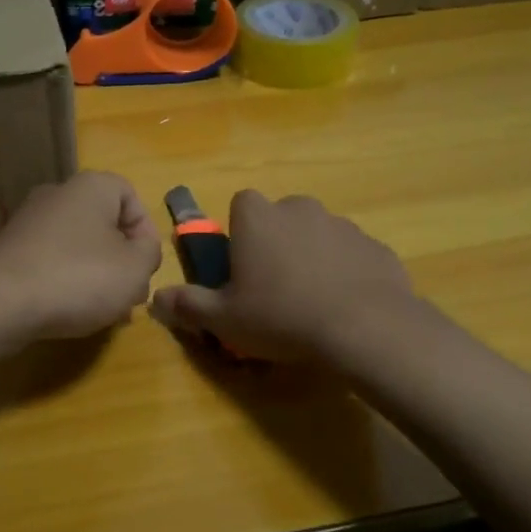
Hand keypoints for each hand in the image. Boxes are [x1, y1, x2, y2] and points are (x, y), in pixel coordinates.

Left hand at [0, 171, 162, 339]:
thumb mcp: (135, 268)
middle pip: (103, 222)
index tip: (146, 266)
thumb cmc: (79, 277)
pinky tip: (68, 309)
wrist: (0, 303)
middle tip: (128, 293)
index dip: (145, 231)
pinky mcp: (8, 250)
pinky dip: (64, 280)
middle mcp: (57, 194)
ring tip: (102, 309)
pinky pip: (50, 260)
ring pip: (77, 244)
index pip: (130, 196)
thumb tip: (140, 250)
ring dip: (95, 273)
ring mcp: (28, 221)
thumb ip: (150, 253)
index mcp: (91, 187)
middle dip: (121, 258)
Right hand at [148, 190, 415, 361]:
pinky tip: (344, 306)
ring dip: (311, 257)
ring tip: (311, 302)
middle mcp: (299, 208)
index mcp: (258, 217)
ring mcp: (341, 224)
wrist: (365, 327)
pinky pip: (350, 255)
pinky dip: (345, 273)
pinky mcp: (374, 246)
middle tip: (274, 287)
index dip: (240, 233)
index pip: (241, 204)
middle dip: (276, 243)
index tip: (241, 266)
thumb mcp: (224, 319)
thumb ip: (188, 305)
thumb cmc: (281, 315)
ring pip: (317, 235)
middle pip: (280, 218)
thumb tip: (156, 299)